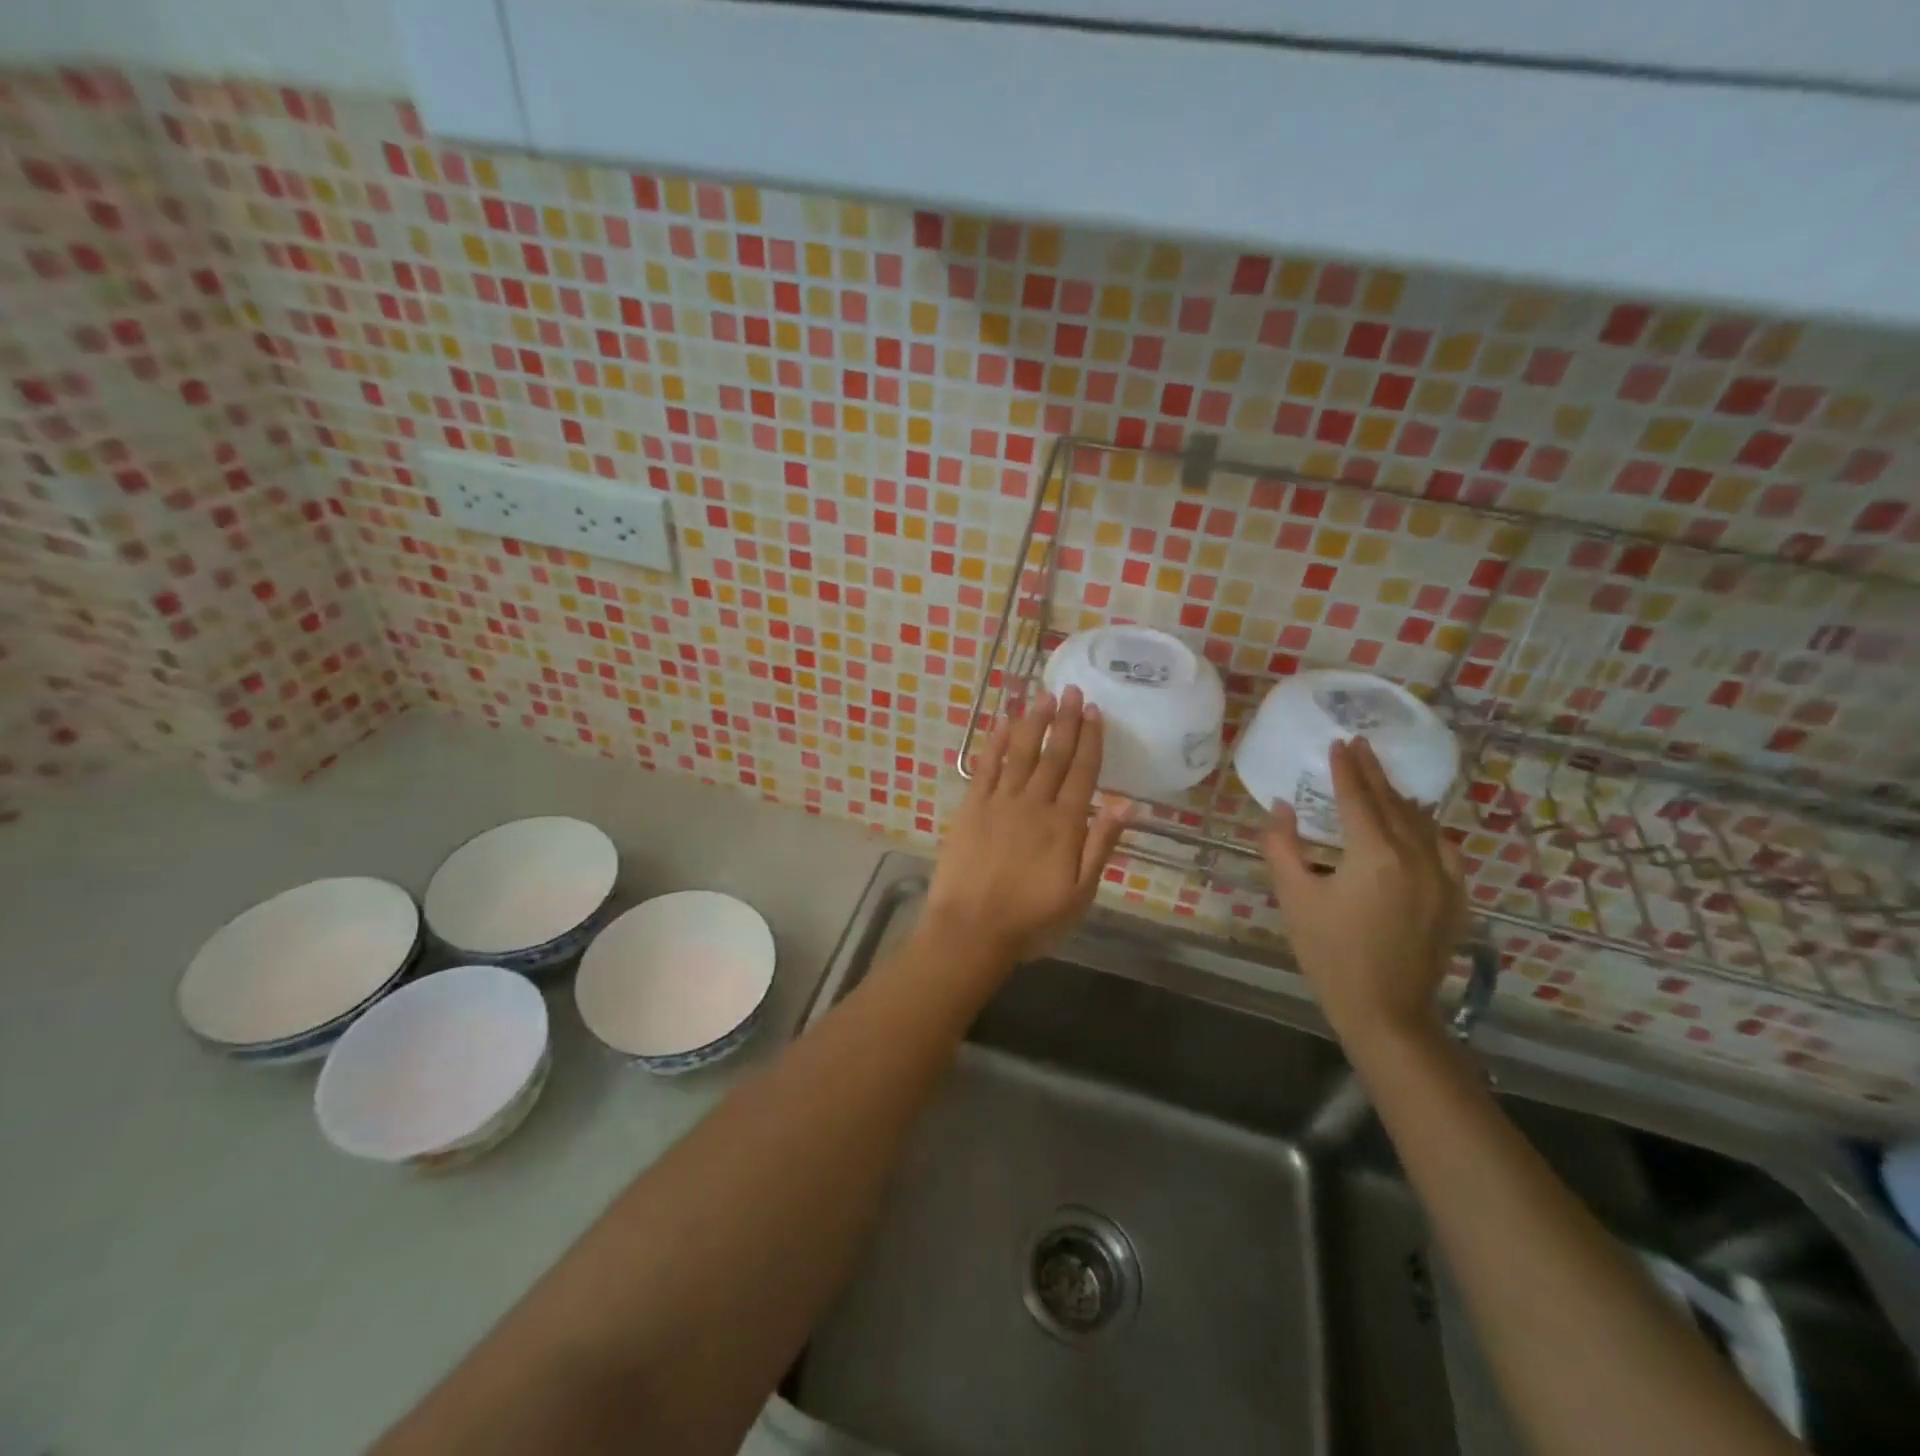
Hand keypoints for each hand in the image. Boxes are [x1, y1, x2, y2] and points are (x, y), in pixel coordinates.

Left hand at [927, 687, 1131, 964]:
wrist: (971, 930)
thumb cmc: (1032, 919)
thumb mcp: (1080, 894)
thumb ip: (1102, 845)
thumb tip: (1128, 804)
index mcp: (1065, 824)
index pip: (1083, 772)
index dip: (1090, 739)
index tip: (1095, 711)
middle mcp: (1034, 804)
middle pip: (1053, 755)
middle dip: (1065, 721)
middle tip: (1073, 690)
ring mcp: (999, 802)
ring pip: (1020, 753)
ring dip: (1033, 723)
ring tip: (1044, 696)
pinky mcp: (971, 807)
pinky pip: (985, 767)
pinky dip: (995, 743)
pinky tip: (1003, 723)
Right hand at [1261, 737, 1466, 1047]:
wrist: (1385, 1010)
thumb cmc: (1330, 953)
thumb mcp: (1295, 897)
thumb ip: (1283, 846)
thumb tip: (1281, 808)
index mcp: (1375, 854)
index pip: (1358, 798)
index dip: (1346, 769)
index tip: (1339, 742)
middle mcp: (1416, 857)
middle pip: (1393, 803)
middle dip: (1373, 773)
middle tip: (1360, 745)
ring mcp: (1443, 878)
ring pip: (1422, 823)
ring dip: (1400, 797)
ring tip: (1383, 780)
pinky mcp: (1454, 899)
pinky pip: (1444, 849)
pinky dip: (1427, 828)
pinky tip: (1420, 826)